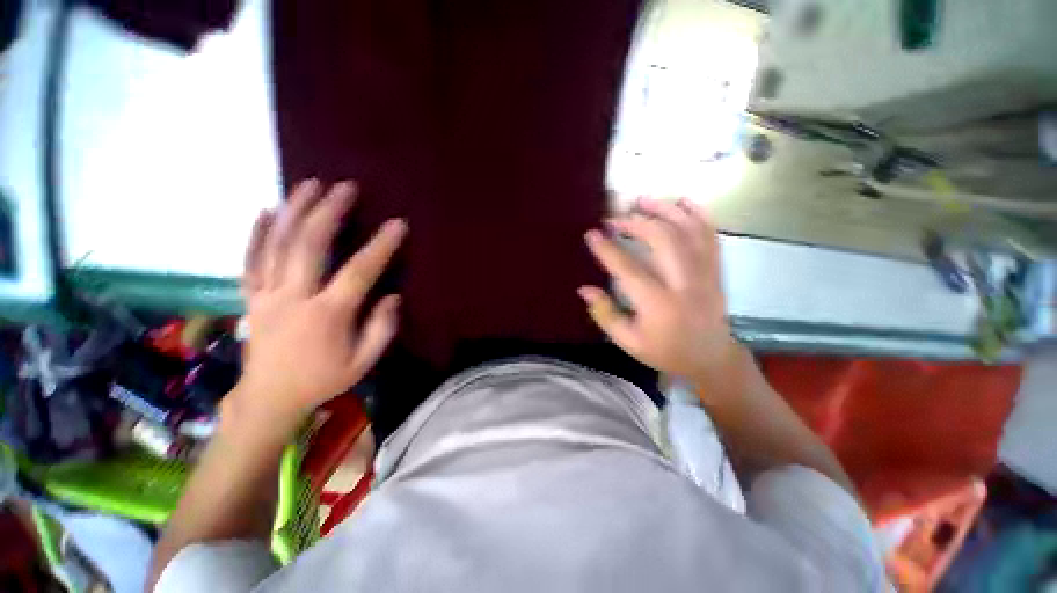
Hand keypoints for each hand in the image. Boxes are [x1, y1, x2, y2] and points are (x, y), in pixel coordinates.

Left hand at [236, 179, 406, 418]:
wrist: (269, 398)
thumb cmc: (323, 379)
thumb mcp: (363, 362)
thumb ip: (382, 329)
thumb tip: (393, 296)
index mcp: (328, 315)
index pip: (359, 272)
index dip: (380, 246)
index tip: (397, 224)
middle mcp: (294, 297)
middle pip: (309, 245)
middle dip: (329, 211)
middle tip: (345, 188)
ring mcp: (266, 294)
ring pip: (277, 244)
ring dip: (295, 210)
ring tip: (309, 184)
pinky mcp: (251, 296)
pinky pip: (250, 259)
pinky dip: (257, 232)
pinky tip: (267, 211)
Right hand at [580, 198, 739, 378]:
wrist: (710, 358)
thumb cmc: (665, 352)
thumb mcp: (627, 342)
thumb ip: (605, 314)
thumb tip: (584, 289)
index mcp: (658, 304)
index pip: (628, 269)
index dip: (607, 249)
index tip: (592, 233)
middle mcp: (683, 283)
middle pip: (662, 240)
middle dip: (635, 223)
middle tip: (614, 219)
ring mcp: (704, 273)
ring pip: (687, 231)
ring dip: (664, 210)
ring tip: (642, 200)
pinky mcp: (715, 269)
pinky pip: (710, 235)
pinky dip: (697, 214)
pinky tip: (681, 202)